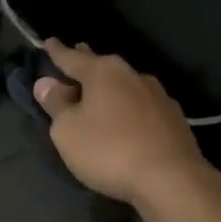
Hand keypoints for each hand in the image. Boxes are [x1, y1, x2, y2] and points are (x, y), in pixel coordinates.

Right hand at [34, 40, 218, 206]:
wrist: (171, 179)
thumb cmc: (109, 150)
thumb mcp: (68, 131)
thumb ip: (56, 104)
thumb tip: (46, 83)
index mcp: (103, 72)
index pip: (72, 57)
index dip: (56, 52)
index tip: (48, 41)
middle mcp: (132, 75)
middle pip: (102, 65)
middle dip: (86, 62)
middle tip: (76, 54)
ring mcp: (158, 96)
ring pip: (125, 84)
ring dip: (110, 86)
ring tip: (100, 91)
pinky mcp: (174, 119)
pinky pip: (142, 105)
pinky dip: (129, 107)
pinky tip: (128, 117)